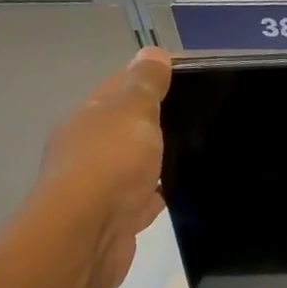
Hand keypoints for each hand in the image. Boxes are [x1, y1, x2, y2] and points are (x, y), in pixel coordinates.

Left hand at [19, 47, 173, 287]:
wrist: (87, 235)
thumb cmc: (109, 165)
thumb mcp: (132, 113)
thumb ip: (145, 85)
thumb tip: (152, 51)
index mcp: (88, 117)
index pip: (120, 85)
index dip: (150, 76)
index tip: (189, 75)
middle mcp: (87, 148)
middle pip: (125, 126)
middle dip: (156, 119)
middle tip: (199, 114)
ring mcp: (99, 185)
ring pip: (134, 163)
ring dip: (156, 158)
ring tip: (195, 150)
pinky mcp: (115, 217)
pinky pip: (141, 197)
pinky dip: (157, 192)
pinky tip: (178, 190)